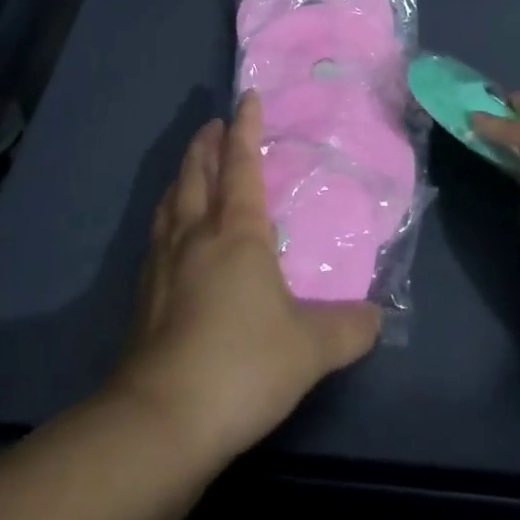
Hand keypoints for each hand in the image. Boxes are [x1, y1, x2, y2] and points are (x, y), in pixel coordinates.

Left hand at [110, 92, 381, 463]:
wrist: (161, 421)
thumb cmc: (243, 364)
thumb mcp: (311, 348)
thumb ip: (348, 328)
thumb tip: (376, 317)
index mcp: (236, 232)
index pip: (241, 165)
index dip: (246, 129)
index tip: (247, 98)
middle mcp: (194, 235)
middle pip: (197, 174)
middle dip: (206, 144)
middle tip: (213, 125)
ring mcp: (162, 265)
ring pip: (170, 202)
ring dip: (182, 175)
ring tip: (189, 168)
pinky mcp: (143, 298)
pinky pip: (157, 237)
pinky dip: (167, 218)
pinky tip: (169, 236)